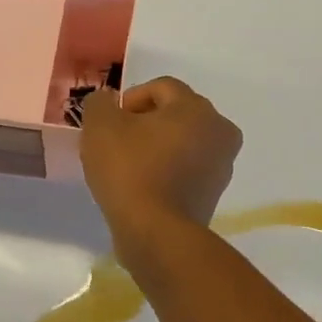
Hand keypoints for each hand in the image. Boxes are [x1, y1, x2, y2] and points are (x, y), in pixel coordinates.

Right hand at [81, 78, 242, 262]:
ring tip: (126, 166)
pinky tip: (141, 186)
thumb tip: (109, 101)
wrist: (156, 234)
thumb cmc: (131, 169)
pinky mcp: (213, 195)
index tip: (110, 123)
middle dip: (144, 122)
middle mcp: (219, 131)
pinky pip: (185, 169)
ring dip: (156, 147)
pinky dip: (165, 170)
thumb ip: (101, 103)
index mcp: (197, 108)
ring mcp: (221, 166)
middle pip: (175, 113)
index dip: (130, 99)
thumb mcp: (100, 126)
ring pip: (181, 142)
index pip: (161, 87)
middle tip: (116, 141)